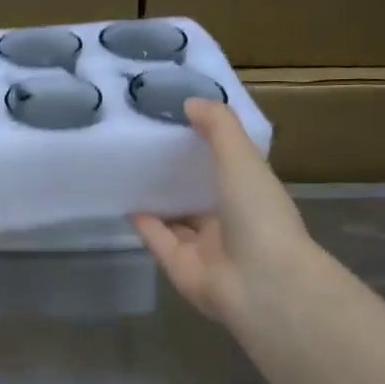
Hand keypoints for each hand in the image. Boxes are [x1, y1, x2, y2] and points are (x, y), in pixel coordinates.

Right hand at [132, 97, 313, 333]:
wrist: (260, 282)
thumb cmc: (258, 214)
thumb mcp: (242, 158)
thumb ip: (218, 127)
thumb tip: (190, 101)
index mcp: (252, 196)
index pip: (228, 169)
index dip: (206, 149)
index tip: (178, 124)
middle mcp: (230, 222)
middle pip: (199, 196)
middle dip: (177, 176)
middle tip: (145, 147)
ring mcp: (205, 249)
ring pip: (176, 220)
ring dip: (157, 201)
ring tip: (128, 172)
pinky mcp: (180, 268)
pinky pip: (158, 241)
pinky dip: (143, 224)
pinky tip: (124, 202)